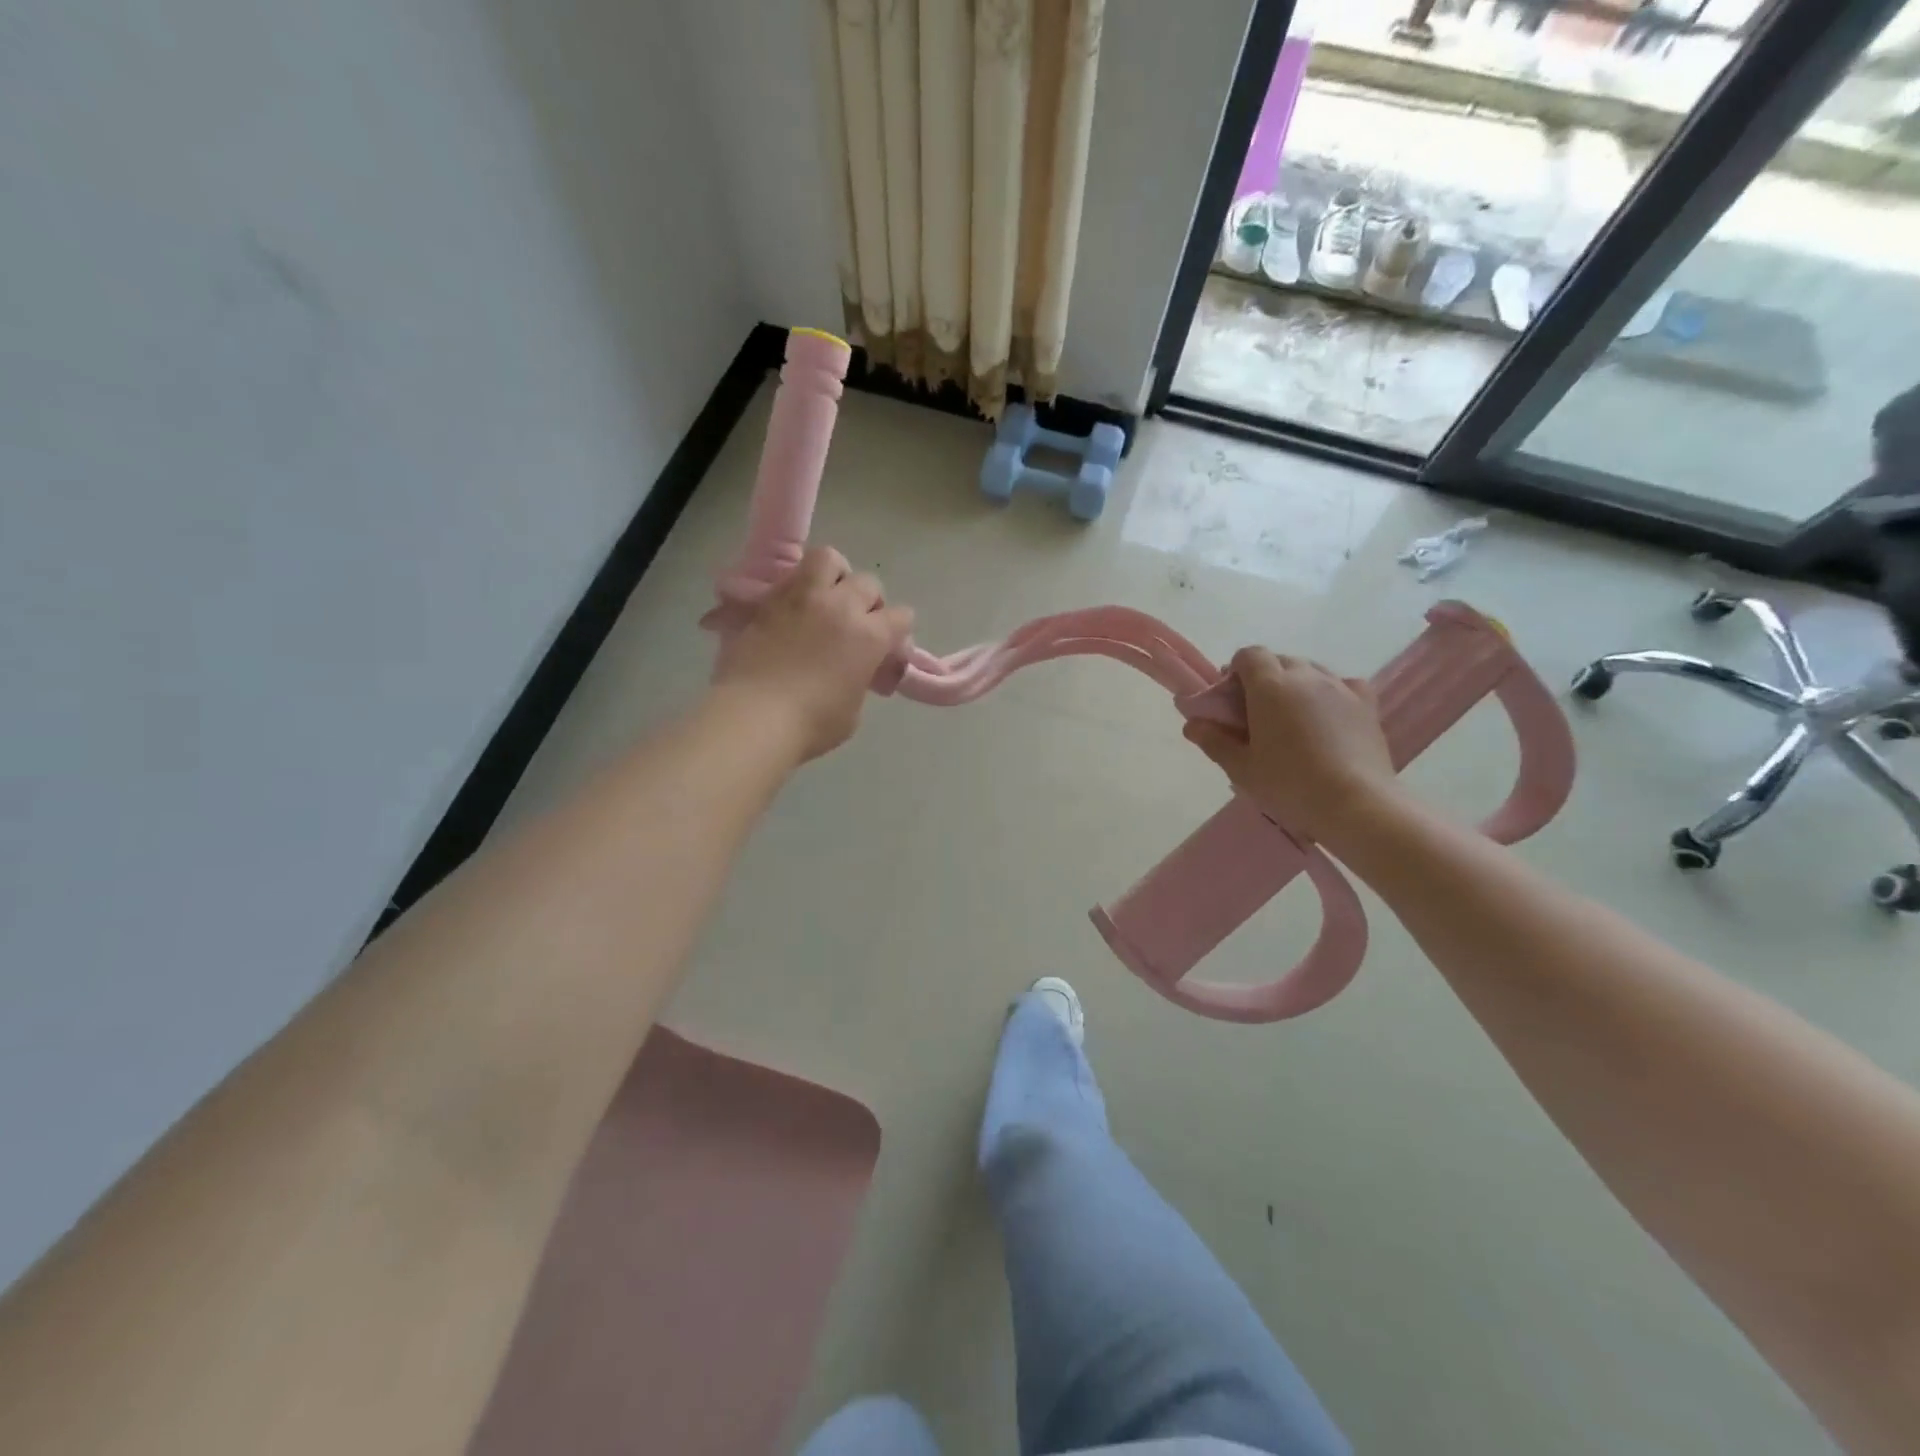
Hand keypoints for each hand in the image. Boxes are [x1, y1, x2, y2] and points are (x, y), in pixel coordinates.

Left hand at [711, 546, 914, 762]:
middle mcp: (840, 606)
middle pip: (868, 583)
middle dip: (869, 601)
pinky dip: (798, 588)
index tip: (888, 647)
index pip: (901, 616)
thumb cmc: (812, 724)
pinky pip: (791, 578)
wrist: (754, 717)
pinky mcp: (768, 600)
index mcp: (869, 635)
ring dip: (834, 575)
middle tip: (856, 623)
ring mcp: (802, 598)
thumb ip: (860, 678)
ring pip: (828, 559)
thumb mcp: (853, 709)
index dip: (898, 631)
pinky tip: (793, 611)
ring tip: (826, 598)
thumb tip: (854, 670)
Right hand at [1182, 648, 1400, 845]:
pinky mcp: (1366, 703)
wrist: (1355, 804)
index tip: (1231, 699)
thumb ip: (1214, 741)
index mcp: (1270, 686)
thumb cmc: (1289, 784)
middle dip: (1264, 678)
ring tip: (1291, 718)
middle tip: (1256, 713)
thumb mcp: (1241, 768)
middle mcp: (1306, 676)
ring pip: (1311, 670)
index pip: (1249, 655)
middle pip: (1279, 660)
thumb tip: (1193, 724)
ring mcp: (1340, 687)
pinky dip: (1329, 692)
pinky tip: (1327, 716)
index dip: (1235, 671)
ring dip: (1295, 684)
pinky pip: (1342, 683)